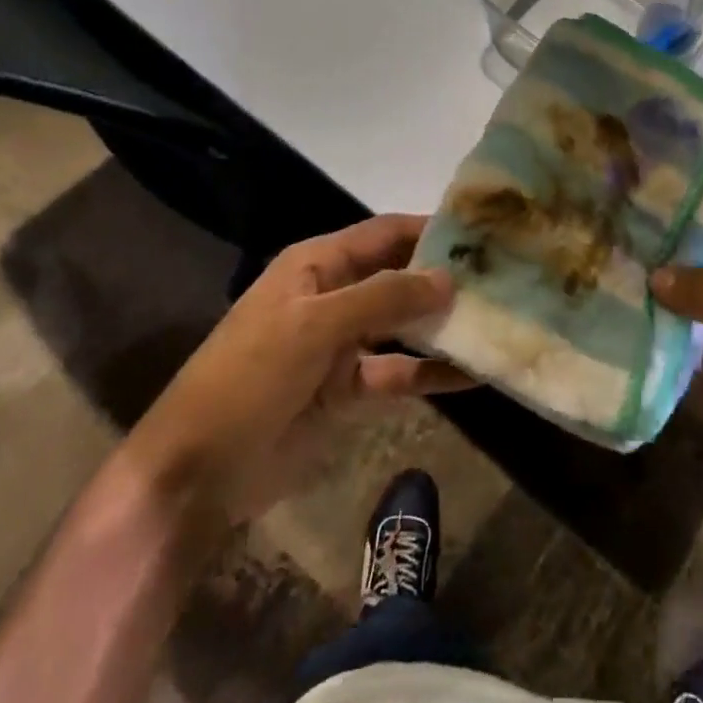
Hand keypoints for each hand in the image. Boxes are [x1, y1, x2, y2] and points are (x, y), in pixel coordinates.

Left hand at [122, 215, 471, 527]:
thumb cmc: (250, 376)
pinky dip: (433, 372)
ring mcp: (343, 345)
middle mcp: (335, 296)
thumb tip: (448, 278)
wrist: (198, 473)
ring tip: (499, 318)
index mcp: (317, 264)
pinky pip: (400, 373)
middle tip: (505, 275)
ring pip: (405, 326)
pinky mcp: (350, 390)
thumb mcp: (314, 325)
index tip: (483, 231)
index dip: (429, 229)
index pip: (385, 233)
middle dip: (444, 276)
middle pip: (399, 276)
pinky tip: (477, 374)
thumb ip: (383, 298)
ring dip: (444, 324)